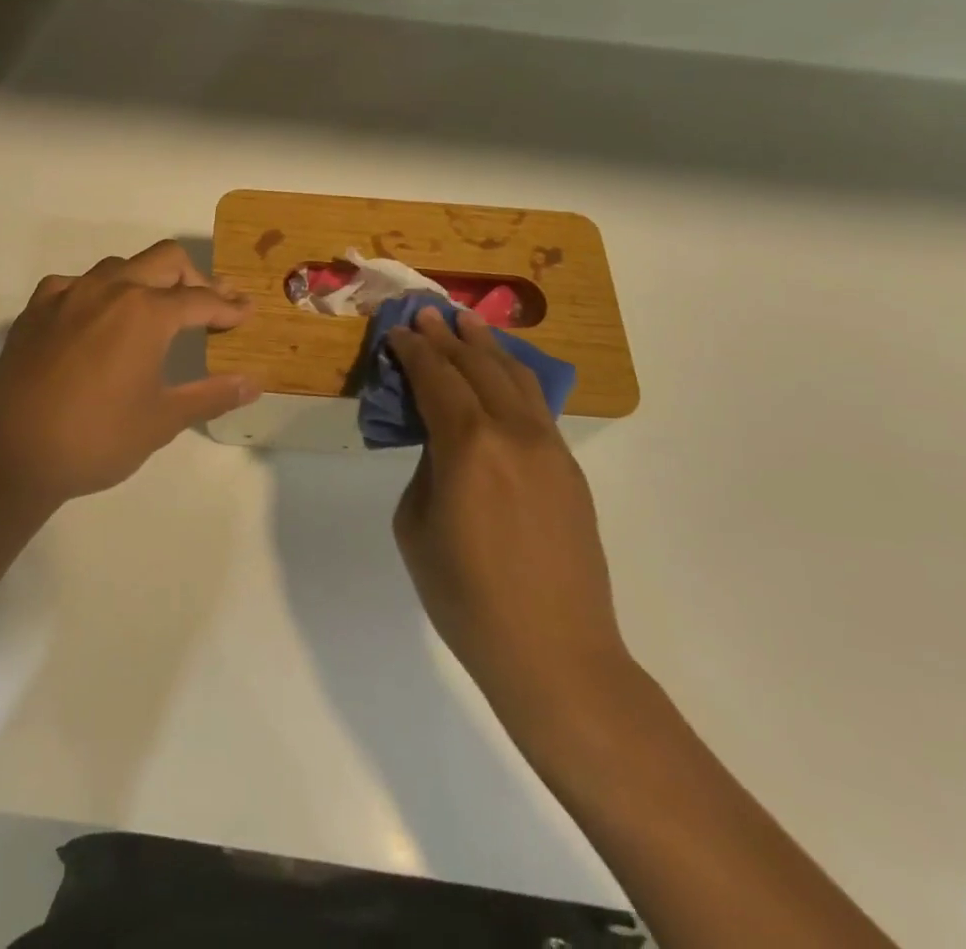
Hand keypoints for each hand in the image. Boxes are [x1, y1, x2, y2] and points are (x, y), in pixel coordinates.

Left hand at [0, 240, 255, 515]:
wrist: (11, 456)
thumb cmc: (97, 438)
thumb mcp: (162, 420)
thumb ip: (212, 394)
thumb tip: (254, 382)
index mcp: (146, 312)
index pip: (201, 300)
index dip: (229, 307)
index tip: (246, 313)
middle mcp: (109, 289)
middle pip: (165, 260)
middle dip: (195, 278)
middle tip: (210, 305)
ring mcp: (67, 295)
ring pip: (119, 266)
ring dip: (147, 280)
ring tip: (156, 311)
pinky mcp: (35, 310)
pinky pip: (75, 284)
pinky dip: (98, 293)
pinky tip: (97, 319)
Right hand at [388, 308, 632, 721]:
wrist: (555, 653)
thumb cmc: (466, 597)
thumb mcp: (416, 525)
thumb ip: (426, 468)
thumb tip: (441, 442)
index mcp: (468, 446)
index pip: (436, 378)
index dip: (414, 350)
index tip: (397, 331)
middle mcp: (513, 433)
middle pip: (477, 366)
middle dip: (448, 337)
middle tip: (427, 313)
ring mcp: (549, 448)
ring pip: (515, 378)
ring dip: (487, 346)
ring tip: (467, 323)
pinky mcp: (569, 469)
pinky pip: (536, 406)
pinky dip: (513, 377)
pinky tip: (502, 372)